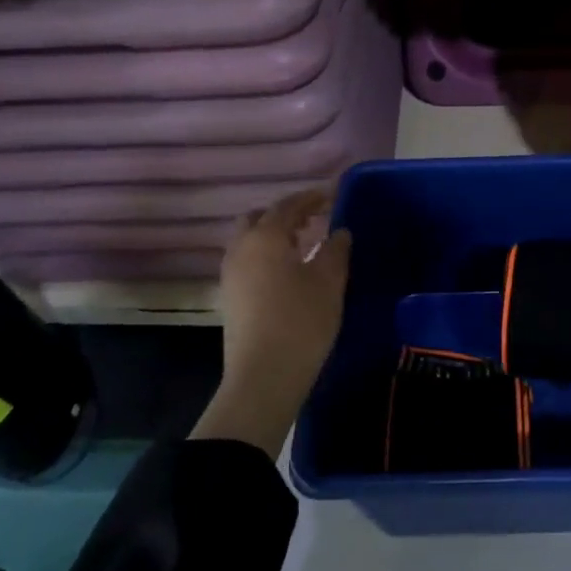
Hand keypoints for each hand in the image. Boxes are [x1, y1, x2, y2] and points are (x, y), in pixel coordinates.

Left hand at [194, 188, 351, 453]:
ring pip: (250, 240)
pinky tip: (288, 270)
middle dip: (286, 213)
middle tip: (314, 219)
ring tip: (304, 243)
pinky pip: (248, 260)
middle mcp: (241, 249)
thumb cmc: (302, 321)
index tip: (332, 195)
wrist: (264, 375)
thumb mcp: (329, 282)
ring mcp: (231, 274)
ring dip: (274, 235)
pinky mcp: (230, 296)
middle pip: (259, 218)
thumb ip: (336, 250)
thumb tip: (340, 231)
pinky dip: (267, 254)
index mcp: (265, 237)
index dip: (311, 198)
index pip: (288, 205)